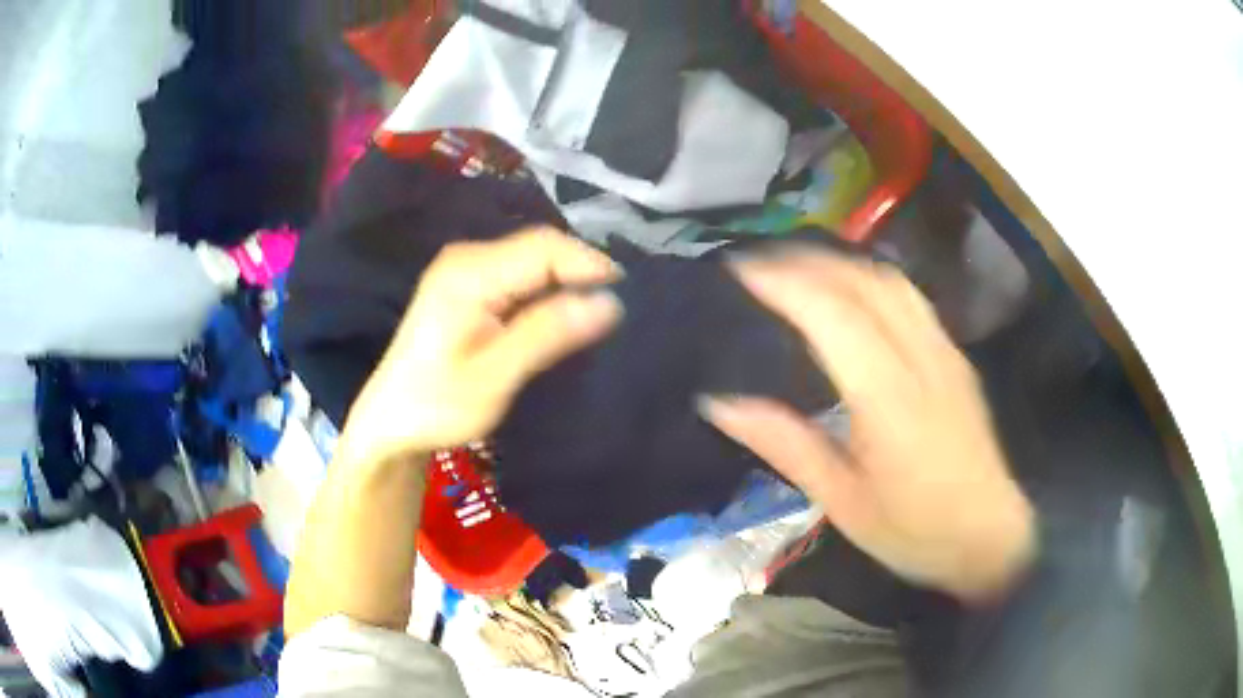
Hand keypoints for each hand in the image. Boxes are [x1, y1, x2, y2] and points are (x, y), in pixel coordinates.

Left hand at [335, 228, 622, 467]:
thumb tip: (609, 303)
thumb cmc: (437, 405)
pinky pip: (519, 275)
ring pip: (532, 261)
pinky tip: (559, 319)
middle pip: (539, 248)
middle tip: (614, 313)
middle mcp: (467, 258)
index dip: (589, 264)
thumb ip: (548, 334)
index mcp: (470, 273)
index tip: (626, 299)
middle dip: (580, 274)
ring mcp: (465, 269)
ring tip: (594, 317)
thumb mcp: (495, 376)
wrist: (391, 421)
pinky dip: (546, 292)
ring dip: (565, 284)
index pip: (544, 247)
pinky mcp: (467, 285)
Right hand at [702, 250, 1035, 601]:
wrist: (990, 536)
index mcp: (889, 398)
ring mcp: (944, 352)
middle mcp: (921, 358)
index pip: (832, 315)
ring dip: (840, 263)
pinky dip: (869, 280)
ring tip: (799, 269)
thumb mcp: (843, 502)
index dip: (784, 283)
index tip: (740, 270)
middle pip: (864, 282)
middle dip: (808, 261)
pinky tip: (850, 294)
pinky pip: (909, 298)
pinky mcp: (955, 357)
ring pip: (891, 281)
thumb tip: (721, 404)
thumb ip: (786, 445)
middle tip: (760, 264)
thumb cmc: (914, 530)